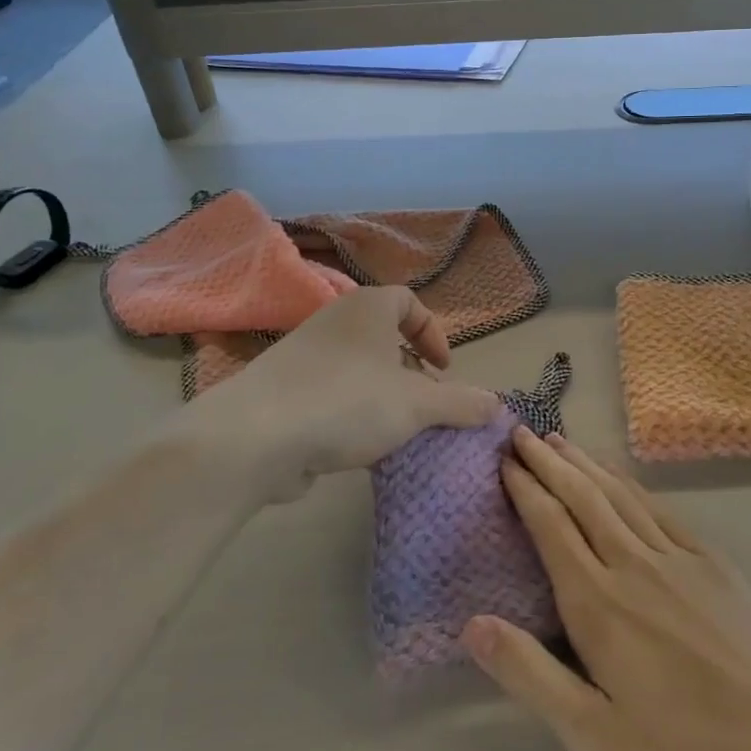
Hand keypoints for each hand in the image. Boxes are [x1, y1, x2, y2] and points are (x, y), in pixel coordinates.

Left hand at [170, 287, 499, 503]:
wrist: (253, 438)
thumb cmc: (346, 402)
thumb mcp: (416, 403)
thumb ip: (460, 403)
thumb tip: (497, 405)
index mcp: (367, 308)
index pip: (409, 302)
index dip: (433, 333)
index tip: (444, 370)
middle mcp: (334, 322)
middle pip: (384, 337)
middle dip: (411, 371)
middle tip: (425, 404)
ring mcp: (303, 356)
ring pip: (358, 369)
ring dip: (383, 396)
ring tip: (396, 431)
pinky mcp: (282, 392)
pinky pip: (330, 395)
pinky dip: (350, 414)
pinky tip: (358, 447)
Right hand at [463, 427, 750, 750]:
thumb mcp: (596, 739)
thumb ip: (532, 676)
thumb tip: (472, 624)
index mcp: (598, 604)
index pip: (552, 528)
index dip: (526, 490)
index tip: (505, 461)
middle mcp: (633, 565)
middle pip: (583, 498)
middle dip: (550, 462)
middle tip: (523, 433)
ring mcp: (678, 558)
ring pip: (620, 495)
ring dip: (587, 464)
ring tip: (562, 440)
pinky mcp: (713, 563)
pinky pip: (660, 509)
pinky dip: (632, 485)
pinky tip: (623, 479)